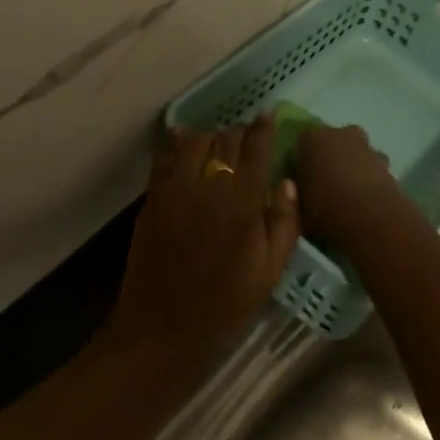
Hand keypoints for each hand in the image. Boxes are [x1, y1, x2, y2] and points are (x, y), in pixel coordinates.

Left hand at [113, 116, 301, 346]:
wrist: (165, 323)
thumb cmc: (225, 302)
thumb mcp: (270, 270)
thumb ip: (284, 222)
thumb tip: (287, 181)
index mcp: (242, 204)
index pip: (255, 149)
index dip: (263, 128)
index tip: (268, 116)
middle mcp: (208, 186)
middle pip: (225, 141)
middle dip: (239, 133)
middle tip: (246, 138)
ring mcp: (175, 188)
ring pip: (194, 141)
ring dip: (210, 137)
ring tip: (218, 146)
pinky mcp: (152, 197)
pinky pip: (165, 156)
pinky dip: (176, 143)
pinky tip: (183, 139)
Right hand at [294, 124, 406, 246]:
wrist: (370, 219)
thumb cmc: (324, 209)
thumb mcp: (297, 204)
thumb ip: (296, 190)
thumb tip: (295, 186)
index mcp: (312, 138)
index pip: (303, 140)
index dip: (302, 158)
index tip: (301, 176)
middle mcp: (341, 134)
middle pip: (333, 142)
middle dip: (331, 157)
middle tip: (325, 183)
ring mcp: (368, 148)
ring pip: (356, 154)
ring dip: (353, 167)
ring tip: (347, 195)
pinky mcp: (388, 166)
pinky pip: (372, 169)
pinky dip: (369, 180)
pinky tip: (365, 201)